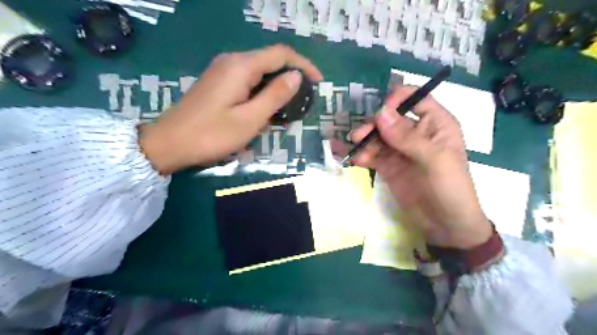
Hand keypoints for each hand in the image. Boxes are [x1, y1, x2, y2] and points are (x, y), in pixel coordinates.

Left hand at [139, 45, 321, 174]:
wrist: (169, 143)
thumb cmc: (212, 134)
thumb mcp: (250, 118)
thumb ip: (275, 95)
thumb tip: (296, 76)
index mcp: (242, 66)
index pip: (281, 54)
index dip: (304, 65)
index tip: (318, 82)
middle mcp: (232, 61)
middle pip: (270, 61)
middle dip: (291, 78)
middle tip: (304, 102)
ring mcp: (223, 72)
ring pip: (260, 73)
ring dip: (277, 88)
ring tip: (289, 110)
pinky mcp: (218, 83)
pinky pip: (248, 82)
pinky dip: (263, 93)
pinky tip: (266, 111)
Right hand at [352, 87, 492, 248]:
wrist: (444, 224)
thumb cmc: (450, 187)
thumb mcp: (434, 159)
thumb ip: (407, 136)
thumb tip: (380, 113)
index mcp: (435, 124)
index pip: (415, 99)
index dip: (397, 100)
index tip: (381, 111)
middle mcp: (416, 133)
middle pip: (390, 119)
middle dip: (374, 124)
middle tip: (359, 136)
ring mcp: (400, 151)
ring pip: (378, 137)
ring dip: (365, 141)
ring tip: (356, 149)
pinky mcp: (389, 166)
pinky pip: (373, 155)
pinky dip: (363, 156)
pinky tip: (356, 160)